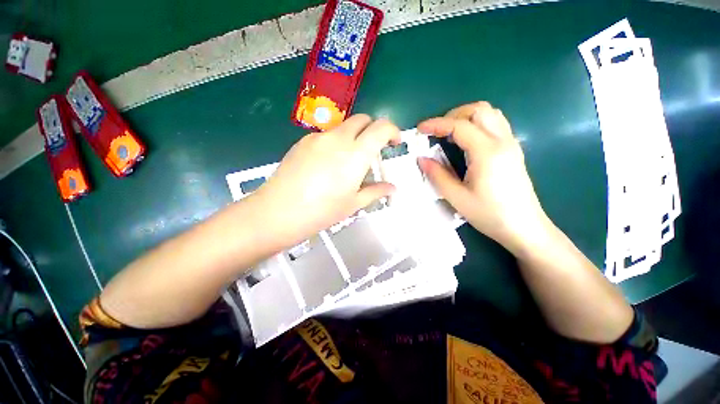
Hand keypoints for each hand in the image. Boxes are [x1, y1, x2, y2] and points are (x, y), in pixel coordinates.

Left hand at [251, 115, 399, 246]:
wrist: (279, 211)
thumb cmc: (322, 210)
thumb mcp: (354, 203)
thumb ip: (376, 191)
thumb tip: (391, 188)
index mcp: (356, 153)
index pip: (381, 127)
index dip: (392, 131)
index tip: (393, 142)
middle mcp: (338, 138)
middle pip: (362, 119)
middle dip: (372, 130)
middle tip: (372, 151)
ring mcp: (318, 137)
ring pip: (343, 127)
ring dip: (353, 137)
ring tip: (347, 162)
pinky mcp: (302, 141)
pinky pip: (326, 135)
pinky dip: (335, 143)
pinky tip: (326, 164)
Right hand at [417, 102, 550, 252]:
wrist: (524, 227)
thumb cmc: (490, 214)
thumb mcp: (457, 198)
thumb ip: (437, 175)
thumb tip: (421, 159)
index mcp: (487, 152)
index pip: (459, 126)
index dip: (436, 124)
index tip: (420, 129)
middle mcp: (502, 141)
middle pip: (479, 110)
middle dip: (453, 115)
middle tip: (436, 131)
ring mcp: (511, 144)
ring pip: (490, 113)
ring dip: (466, 117)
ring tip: (449, 133)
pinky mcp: (513, 150)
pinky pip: (495, 124)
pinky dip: (477, 124)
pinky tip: (466, 141)